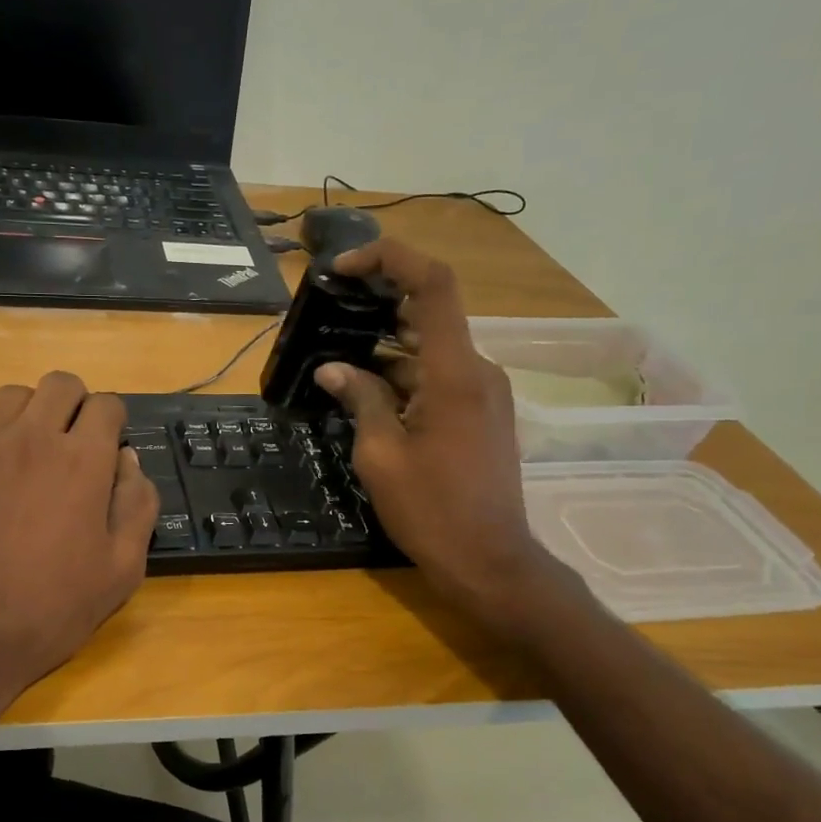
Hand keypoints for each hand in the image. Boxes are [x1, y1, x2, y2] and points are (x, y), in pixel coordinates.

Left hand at [0, 372, 158, 745]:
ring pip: (11, 394)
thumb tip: (128, 459)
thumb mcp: (121, 571)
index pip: (107, 406)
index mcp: (83, 462)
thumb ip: (136, 506)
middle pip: (61, 385)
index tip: (105, 447)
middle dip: (74, 404)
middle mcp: (33, 438)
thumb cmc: (48, 610)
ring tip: (22, 446)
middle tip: (68, 442)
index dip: (112, 422)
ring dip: (27, 410)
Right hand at [314, 239, 558, 627]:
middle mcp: (477, 370)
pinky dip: (403, 374)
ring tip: (335, 353)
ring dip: (386, 345)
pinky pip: (439, 376)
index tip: (345, 268)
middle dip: (379, 302)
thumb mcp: (381, 455)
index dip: (390, 260)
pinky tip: (365, 390)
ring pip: (431, 347)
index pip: (433, 285)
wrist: (490, 562)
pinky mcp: (480, 413)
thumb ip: (360, 400)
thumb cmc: (432, 511)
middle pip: (431, 311)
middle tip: (330, 310)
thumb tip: (332, 369)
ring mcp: (483, 392)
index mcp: (455, 373)